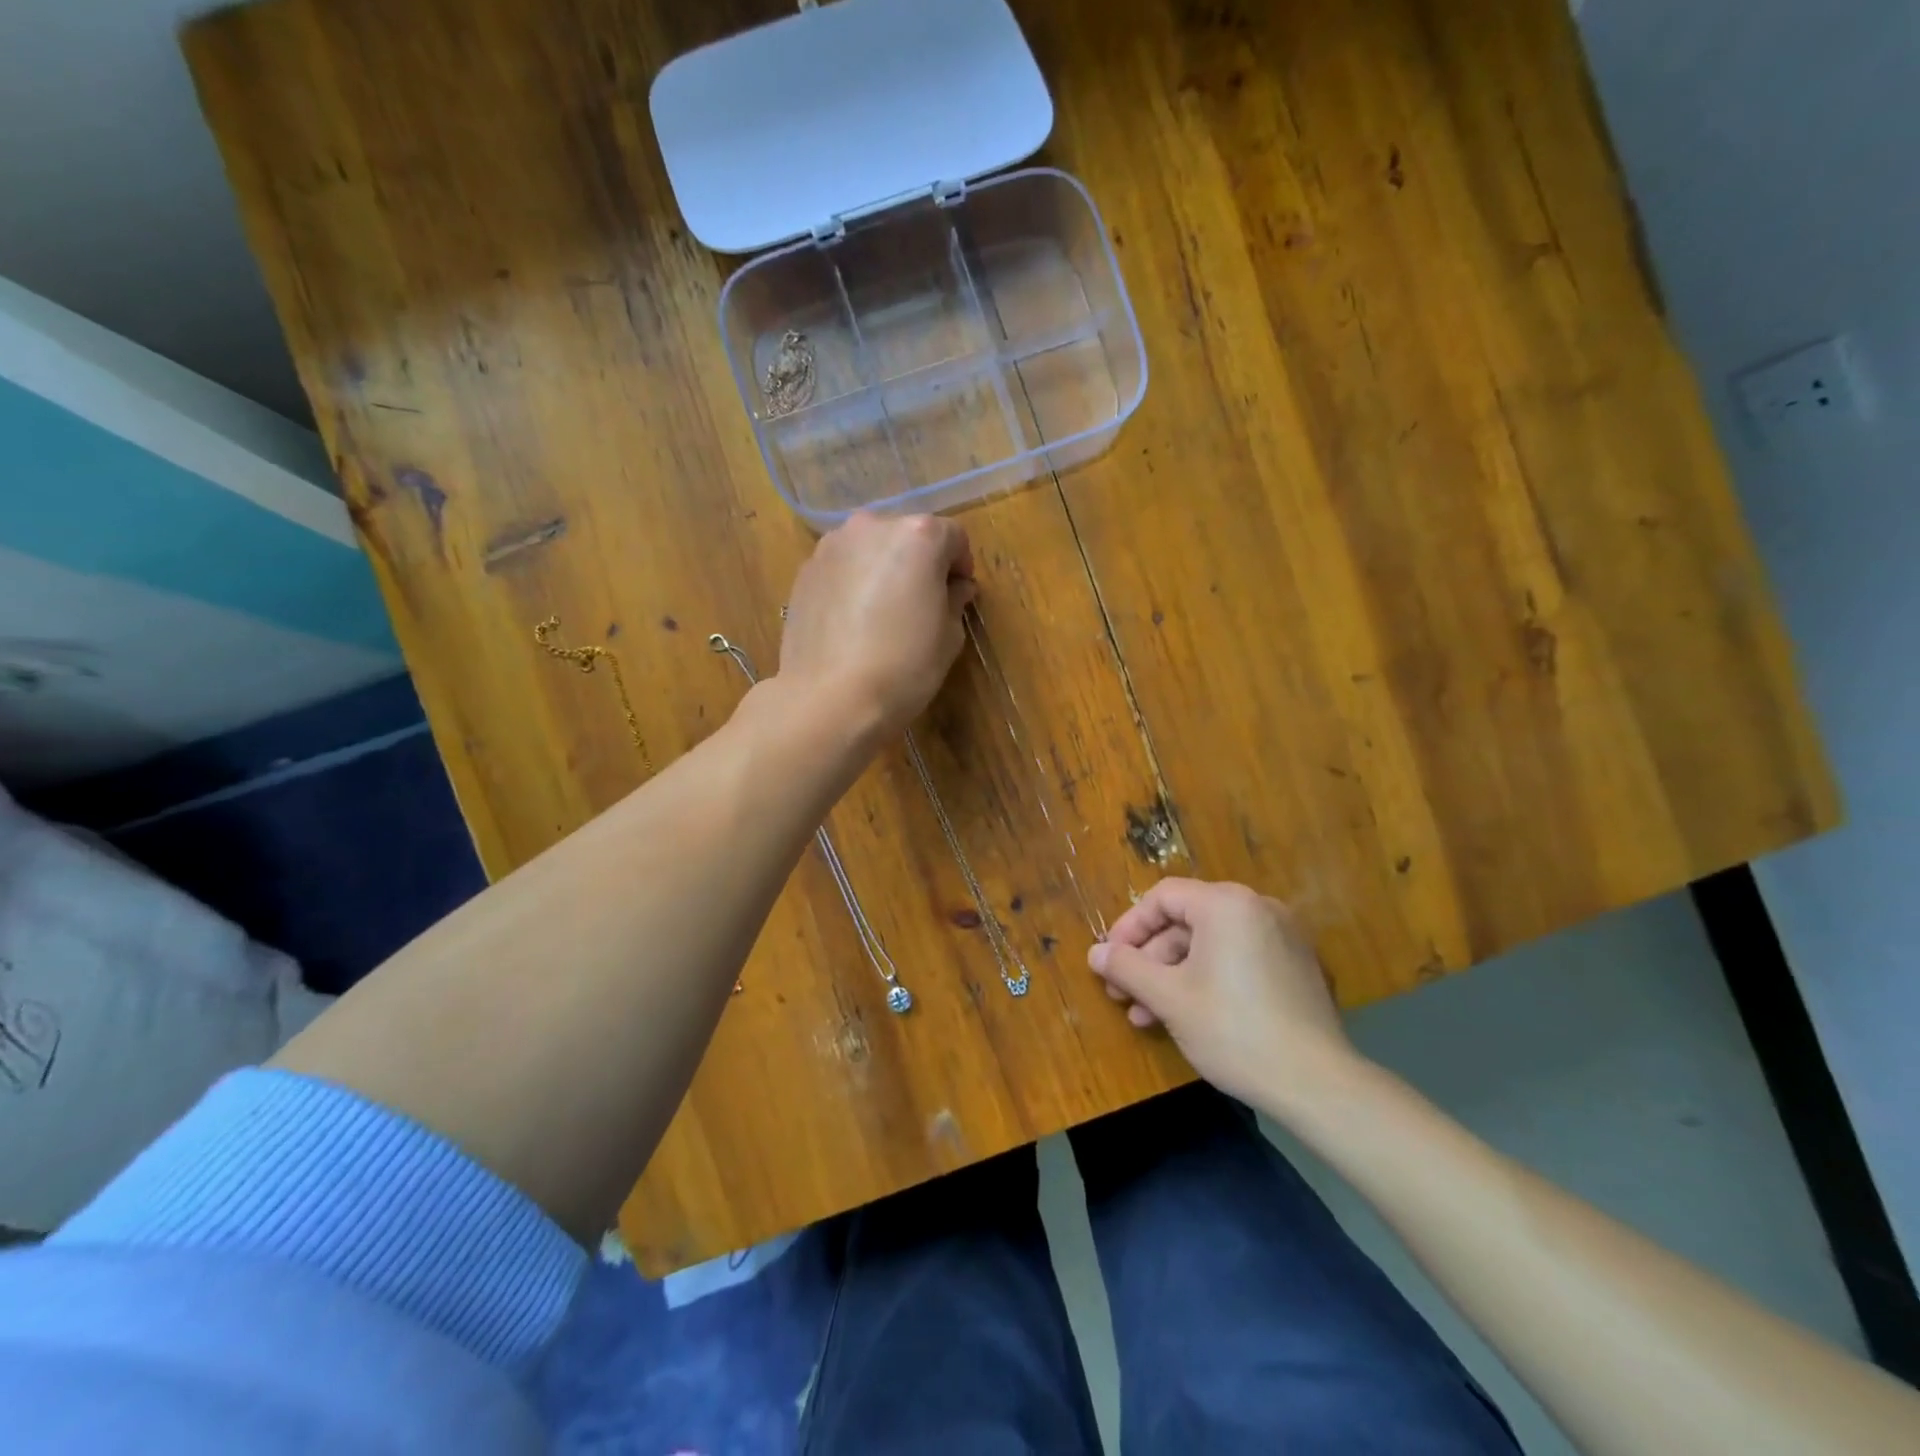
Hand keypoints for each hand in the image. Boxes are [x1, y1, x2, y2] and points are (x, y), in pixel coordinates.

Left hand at [779, 512, 975, 737]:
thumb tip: (956, 587)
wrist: (830, 698)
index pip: (952, 536)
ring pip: (870, 549)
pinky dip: (853, 583)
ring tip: (884, 613)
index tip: (958, 595)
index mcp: (917, 536)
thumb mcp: (948, 636)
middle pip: (907, 535)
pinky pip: (842, 568)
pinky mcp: (805, 571)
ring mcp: (831, 546)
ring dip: (883, 569)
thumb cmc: (903, 666)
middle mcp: (872, 527)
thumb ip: (954, 600)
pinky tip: (854, 622)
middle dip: (919, 562)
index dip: (960, 565)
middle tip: (923, 603)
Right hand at [1089, 878, 1355, 1107]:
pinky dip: (1206, 979)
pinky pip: (1237, 959)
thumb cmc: (1233, 1030)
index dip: (1129, 927)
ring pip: (1210, 944)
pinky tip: (1186, 1016)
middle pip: (1186, 921)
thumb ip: (1127, 967)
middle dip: (1149, 959)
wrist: (1318, 1084)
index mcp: (1227, 904)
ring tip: (1146, 1016)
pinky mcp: (1295, 967)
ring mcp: (1282, 937)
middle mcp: (1257, 908)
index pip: (1163, 897)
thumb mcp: (1169, 998)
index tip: (1109, 961)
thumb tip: (1094, 953)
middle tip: (1123, 994)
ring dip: (1173, 975)